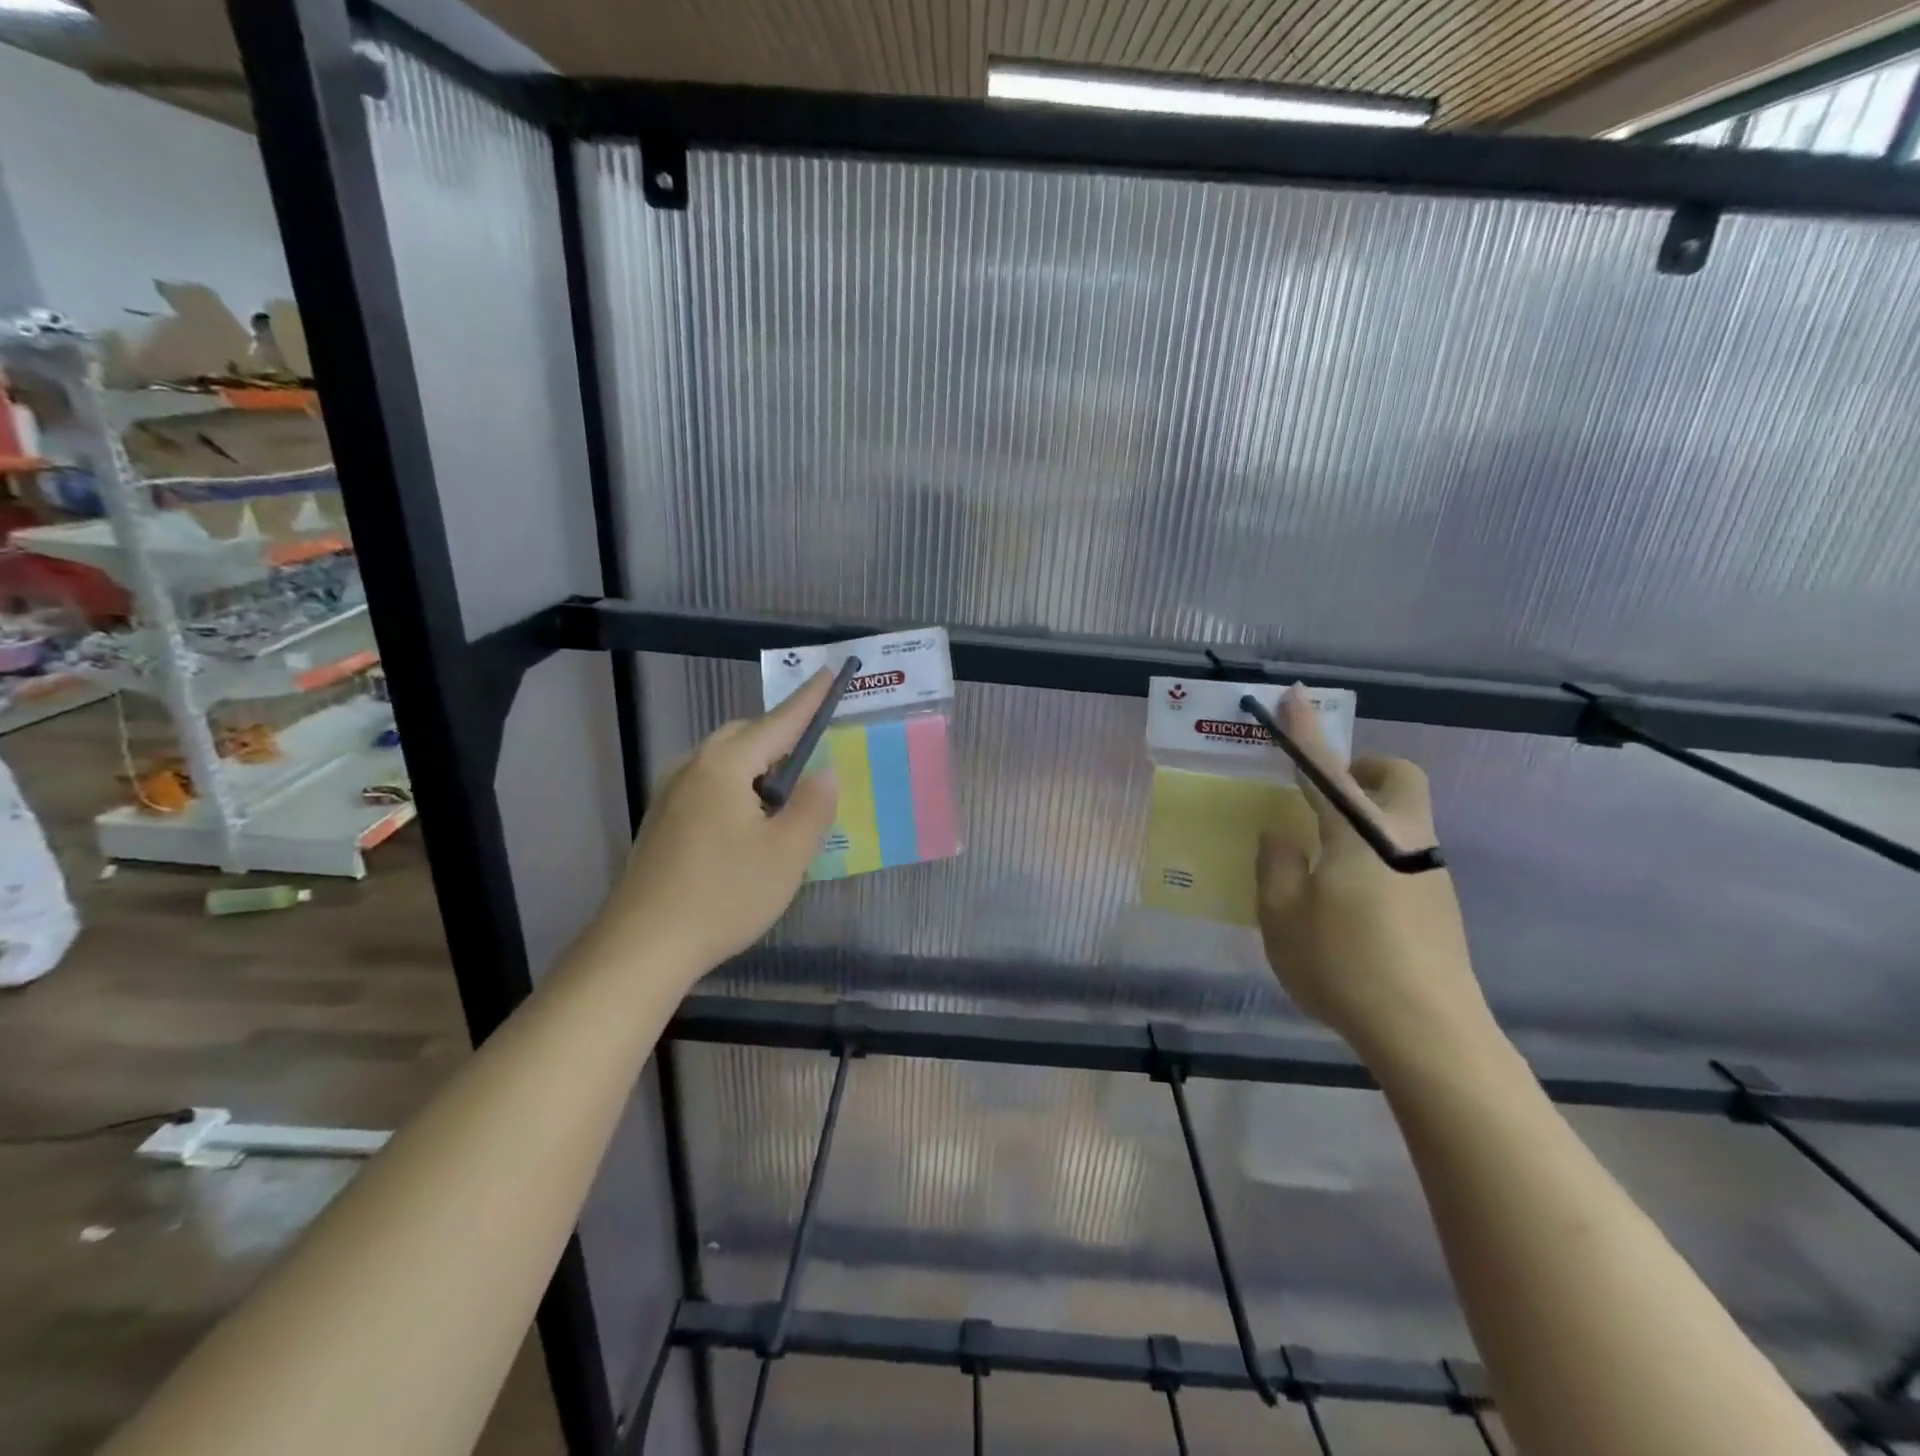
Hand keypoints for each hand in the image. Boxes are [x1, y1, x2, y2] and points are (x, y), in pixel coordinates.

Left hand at [598, 672, 839, 978]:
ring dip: (757, 768)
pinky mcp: (661, 822)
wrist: (642, 947)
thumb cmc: (724, 895)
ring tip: (783, 802)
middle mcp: (692, 768)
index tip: (828, 674)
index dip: (808, 700)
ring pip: (723, 763)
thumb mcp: (787, 854)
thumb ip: (812, 806)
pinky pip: (707, 786)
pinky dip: (736, 790)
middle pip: (744, 736)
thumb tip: (823, 774)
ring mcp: (670, 795)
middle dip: (780, 737)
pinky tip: (747, 829)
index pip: (778, 722)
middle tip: (812, 760)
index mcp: (725, 767)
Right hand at [1254, 687, 1493, 1064]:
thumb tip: (1284, 833)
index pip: (1327, 768)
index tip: (1293, 695)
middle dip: (1362, 771)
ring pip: (1402, 819)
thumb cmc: (1343, 965)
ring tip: (1322, 861)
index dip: (1305, 731)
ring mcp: (1430, 873)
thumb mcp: (1283, 915)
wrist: (1430, 1035)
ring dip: (1365, 818)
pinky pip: (1403, 855)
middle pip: (1397, 779)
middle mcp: (1405, 840)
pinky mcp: (1441, 905)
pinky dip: (1374, 854)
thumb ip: (1277, 864)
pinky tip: (1347, 902)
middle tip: (1323, 796)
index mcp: (1361, 834)